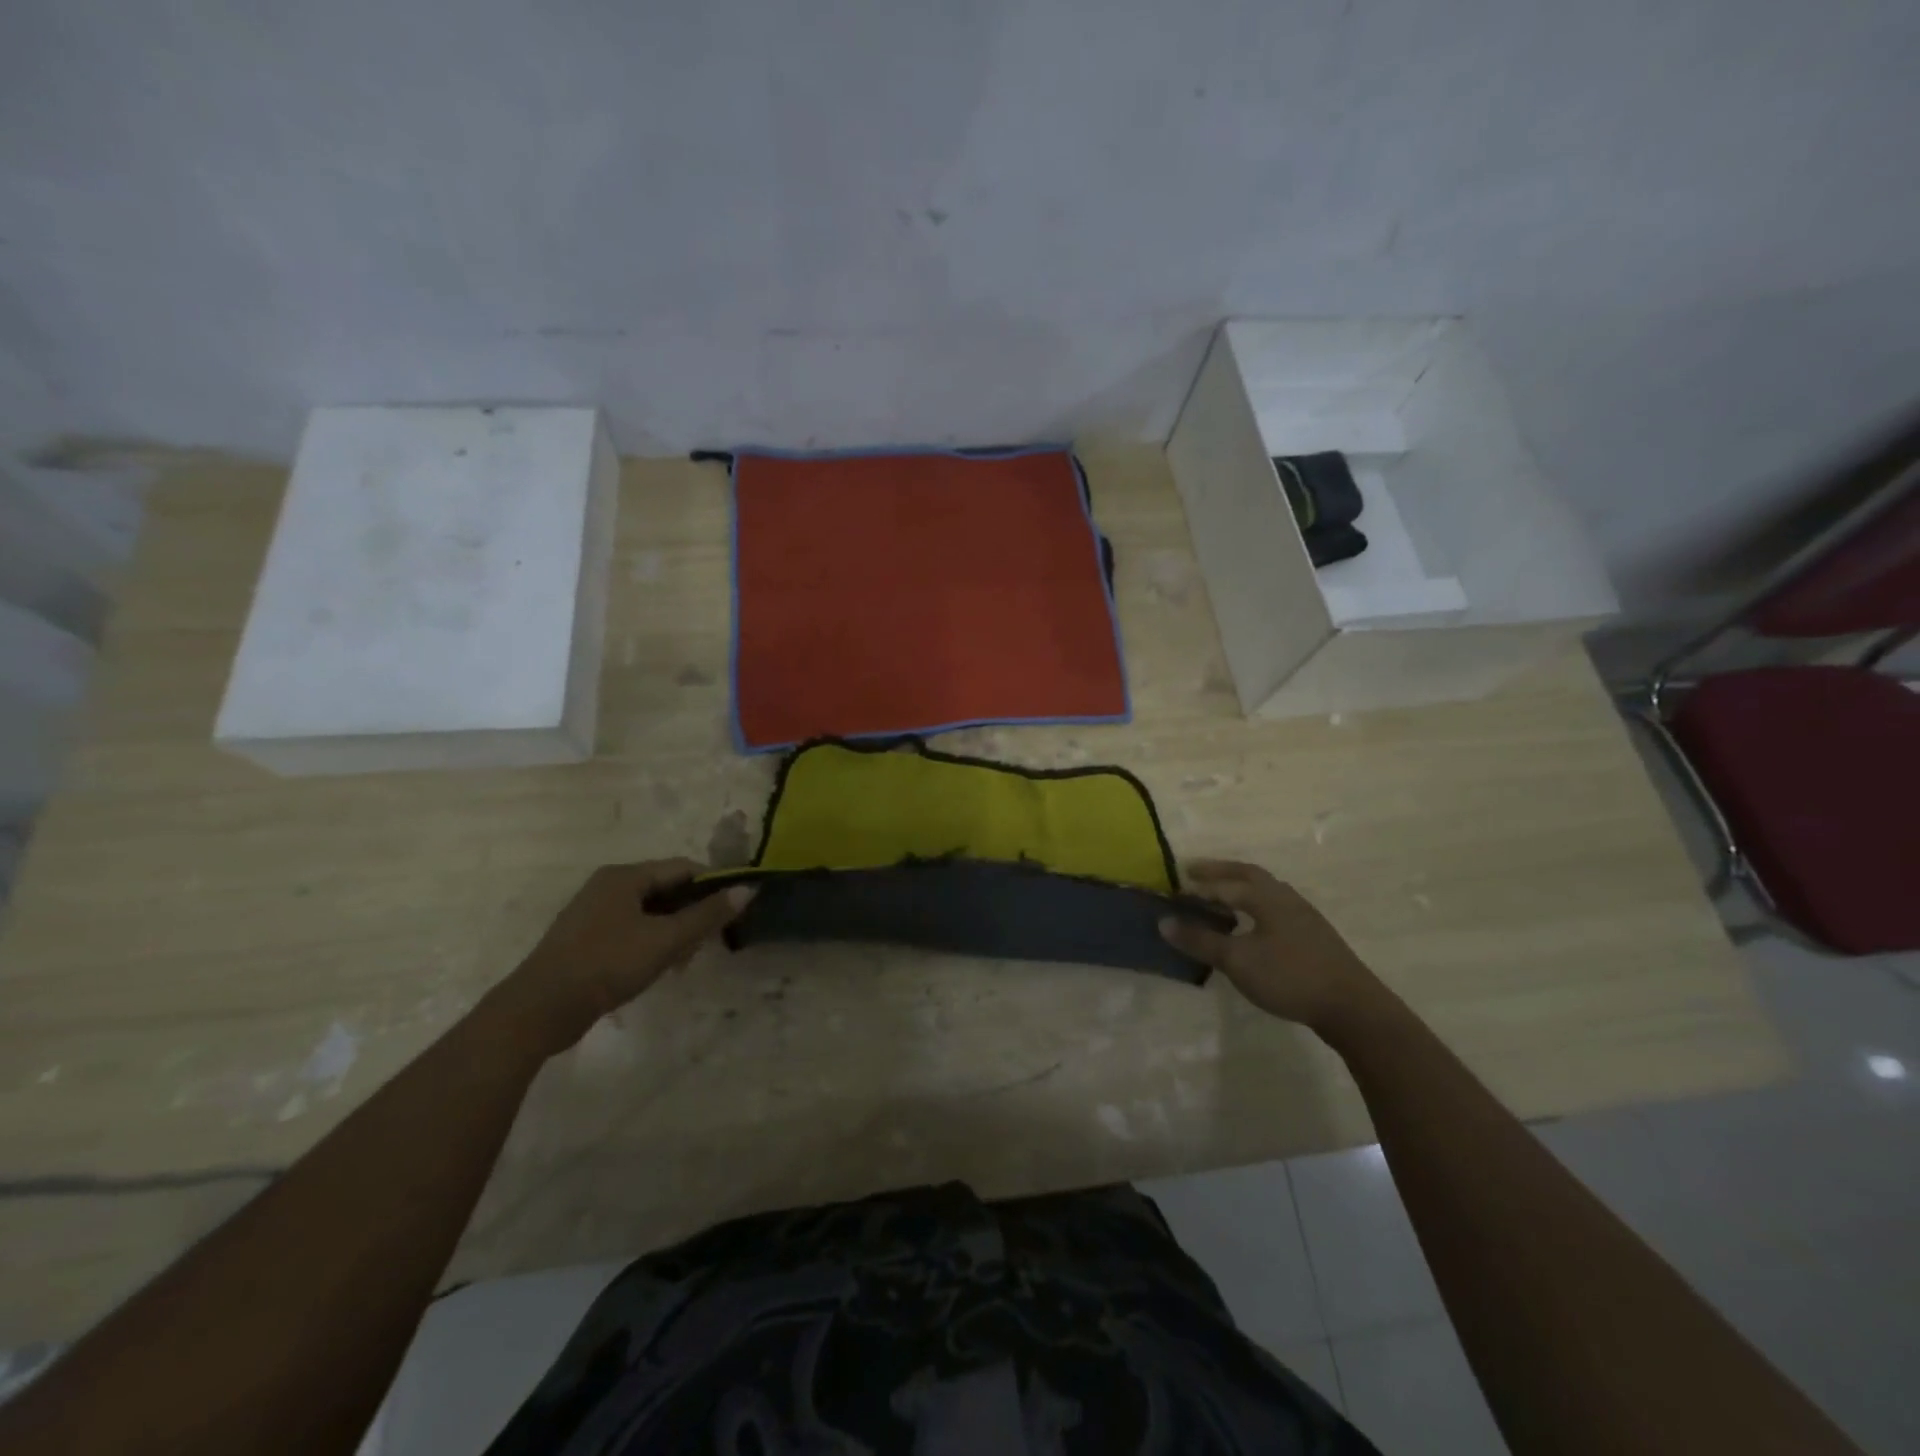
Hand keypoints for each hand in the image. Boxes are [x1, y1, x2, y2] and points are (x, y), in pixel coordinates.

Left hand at [488, 860, 752, 1056]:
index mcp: (625, 876)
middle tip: (711, 941)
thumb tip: (748, 889)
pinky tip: (660, 969)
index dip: (713, 884)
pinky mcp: (587, 940)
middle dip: (693, 913)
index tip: (735, 909)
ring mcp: (594, 913)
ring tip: (685, 962)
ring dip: (674, 932)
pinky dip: (652, 943)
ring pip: (650, 912)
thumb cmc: (607, 964)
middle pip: (666, 889)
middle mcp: (608, 886)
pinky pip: (632, 930)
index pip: (683, 867)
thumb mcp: (665, 940)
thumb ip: (707, 915)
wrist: (539, 1010)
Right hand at [1159, 860, 1389, 1034]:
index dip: (1198, 886)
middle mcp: (1286, 897)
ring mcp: (1304, 916)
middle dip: (1220, 871)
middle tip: (1194, 871)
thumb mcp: (1237, 961)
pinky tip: (1253, 923)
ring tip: (1221, 894)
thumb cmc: (1290, 977)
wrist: (1353, 1007)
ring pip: (1267, 889)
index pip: (1224, 884)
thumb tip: (1163, 921)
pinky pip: (1276, 906)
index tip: (1175, 887)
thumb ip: (1200, 940)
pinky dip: (1256, 903)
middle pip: (1249, 874)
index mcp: (1266, 897)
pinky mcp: (1314, 935)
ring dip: (1240, 885)